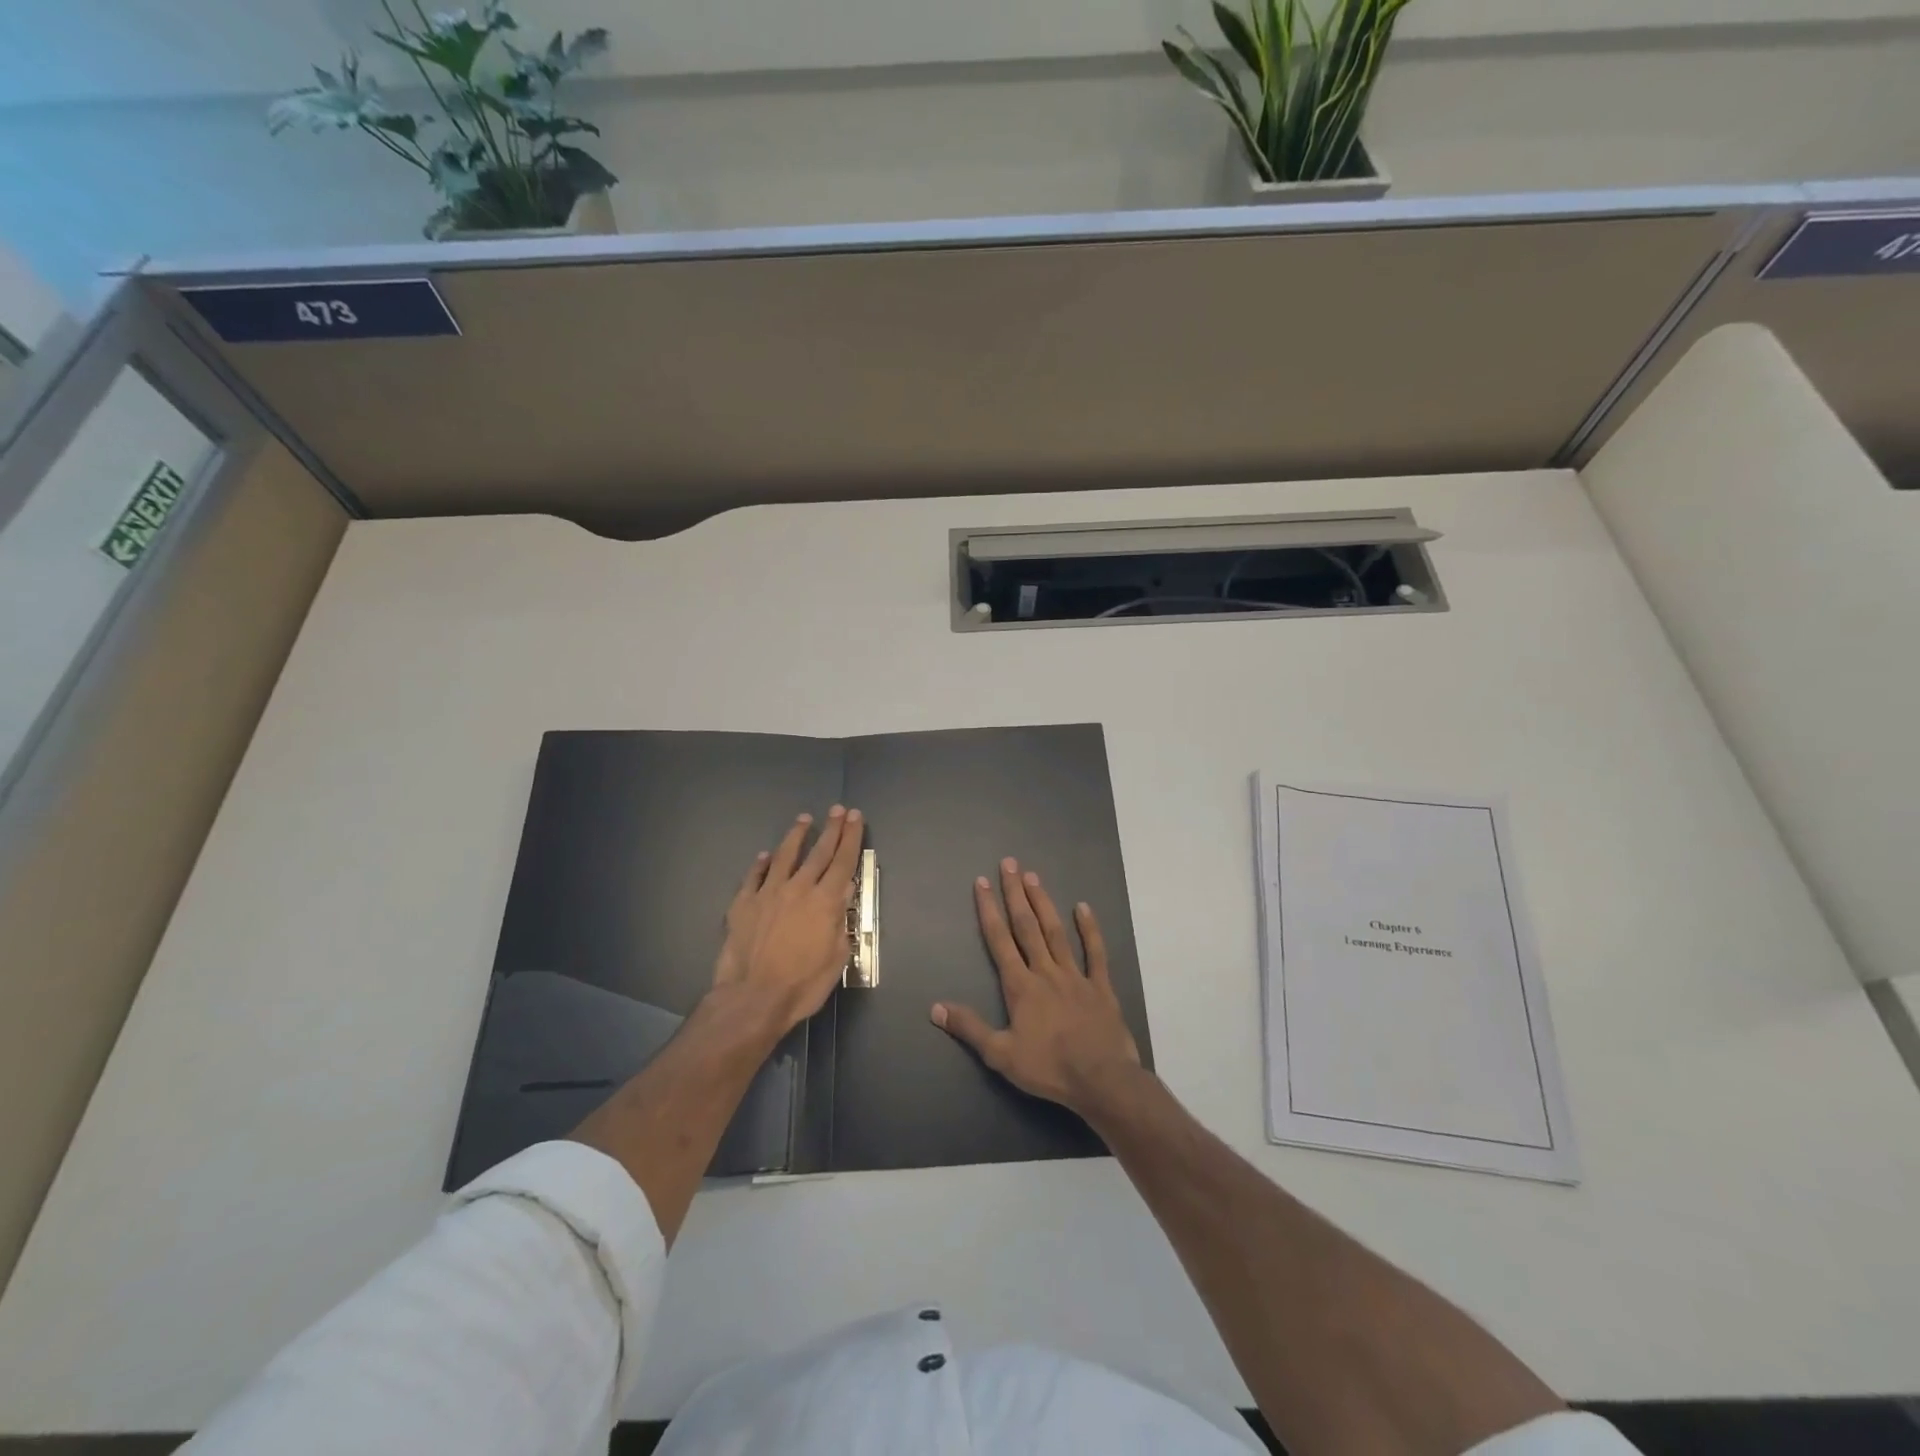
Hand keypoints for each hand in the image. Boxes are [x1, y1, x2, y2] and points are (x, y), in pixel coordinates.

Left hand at [712, 806, 864, 1035]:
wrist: (753, 998)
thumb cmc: (803, 984)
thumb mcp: (836, 956)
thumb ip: (840, 920)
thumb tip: (844, 891)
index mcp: (825, 901)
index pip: (843, 861)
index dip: (851, 837)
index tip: (856, 817)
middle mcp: (798, 888)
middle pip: (818, 852)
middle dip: (831, 829)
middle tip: (838, 809)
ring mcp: (768, 893)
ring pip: (784, 856)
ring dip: (796, 836)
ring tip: (804, 819)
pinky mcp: (743, 904)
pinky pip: (754, 876)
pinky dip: (761, 864)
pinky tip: (765, 855)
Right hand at [932, 857, 1140, 1113]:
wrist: (1101, 1079)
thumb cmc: (1049, 1068)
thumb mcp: (1000, 1054)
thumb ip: (969, 1028)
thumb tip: (935, 1008)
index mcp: (1020, 986)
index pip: (999, 940)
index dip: (988, 910)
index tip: (982, 882)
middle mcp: (1046, 972)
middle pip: (1027, 926)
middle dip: (1015, 894)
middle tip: (1009, 864)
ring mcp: (1076, 976)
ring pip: (1056, 932)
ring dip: (1044, 903)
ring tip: (1033, 877)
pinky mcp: (1100, 986)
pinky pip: (1096, 952)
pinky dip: (1089, 929)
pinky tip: (1082, 907)